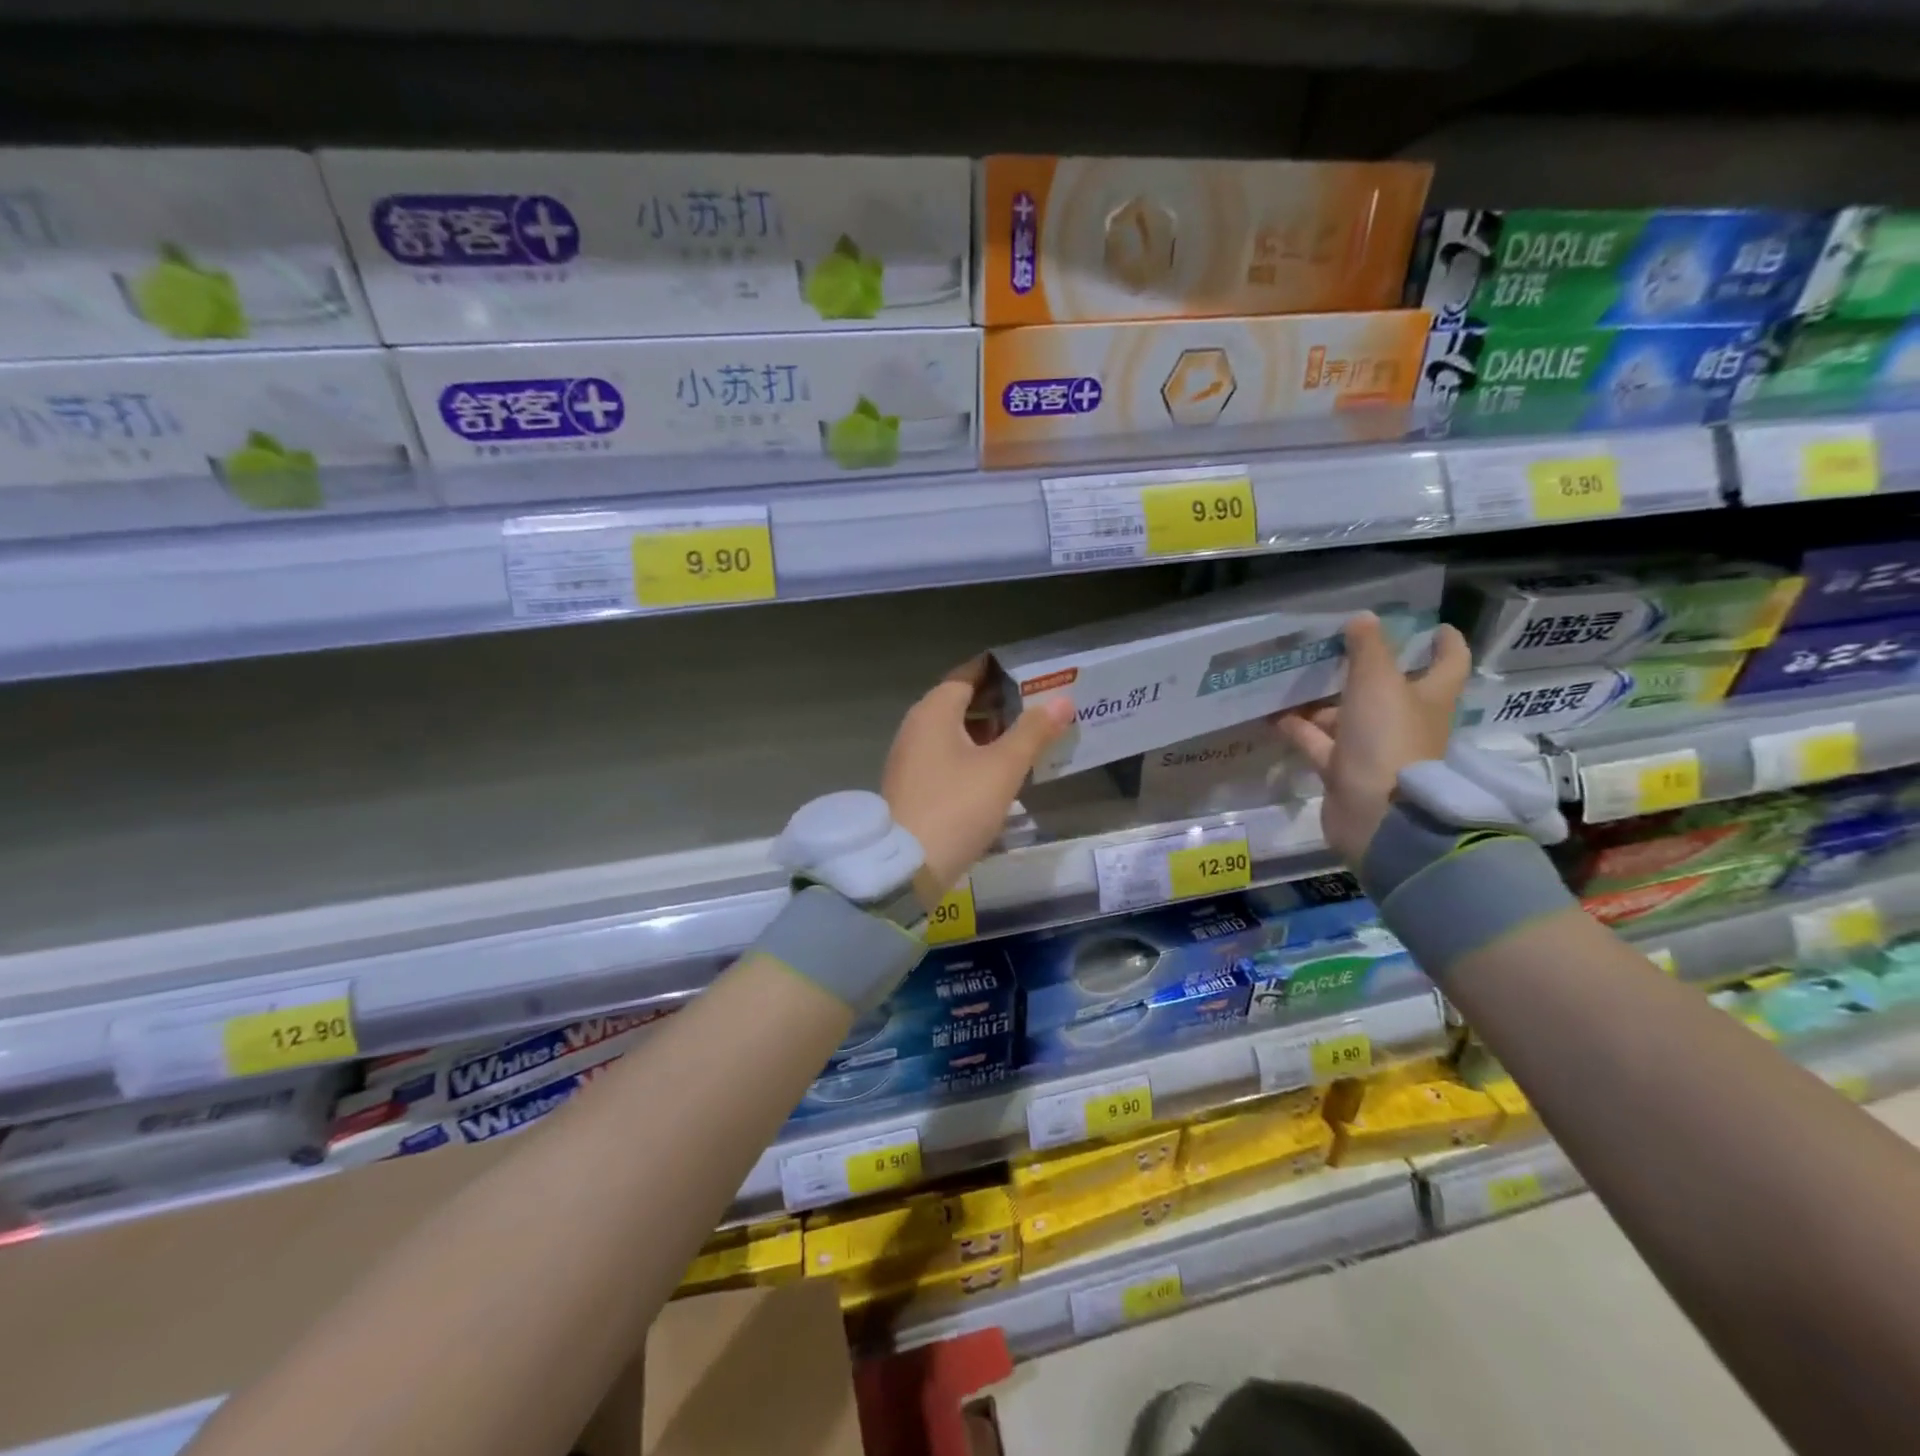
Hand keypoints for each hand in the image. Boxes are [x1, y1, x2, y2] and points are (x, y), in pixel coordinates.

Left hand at [883, 658, 1074, 905]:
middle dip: (997, 702)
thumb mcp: (1002, 768)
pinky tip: (998, 771)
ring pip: (954, 733)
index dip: (996, 671)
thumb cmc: (957, 806)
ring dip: (987, 731)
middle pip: (959, 703)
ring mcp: (911, 759)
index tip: (1028, 671)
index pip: (966, 676)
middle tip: (1037, 704)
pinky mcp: (913, 787)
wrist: (906, 866)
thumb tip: (1062, 700)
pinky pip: (947, 758)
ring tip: (1026, 736)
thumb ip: (1033, 732)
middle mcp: (916, 728)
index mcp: (933, 712)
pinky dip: (973, 755)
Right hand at [1275, 612, 1471, 865]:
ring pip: (1346, 716)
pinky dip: (1298, 729)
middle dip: (1364, 669)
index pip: (1448, 663)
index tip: (1433, 627)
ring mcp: (1374, 750)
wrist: (1376, 814)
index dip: (1444, 643)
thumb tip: (1363, 618)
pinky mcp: (1344, 771)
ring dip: (1322, 700)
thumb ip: (1368, 649)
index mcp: (1429, 698)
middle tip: (1336, 646)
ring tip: (1292, 678)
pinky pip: (1318, 743)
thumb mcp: (1378, 682)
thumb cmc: (1388, 739)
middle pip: (1389, 689)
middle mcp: (1405, 723)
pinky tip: (1273, 714)